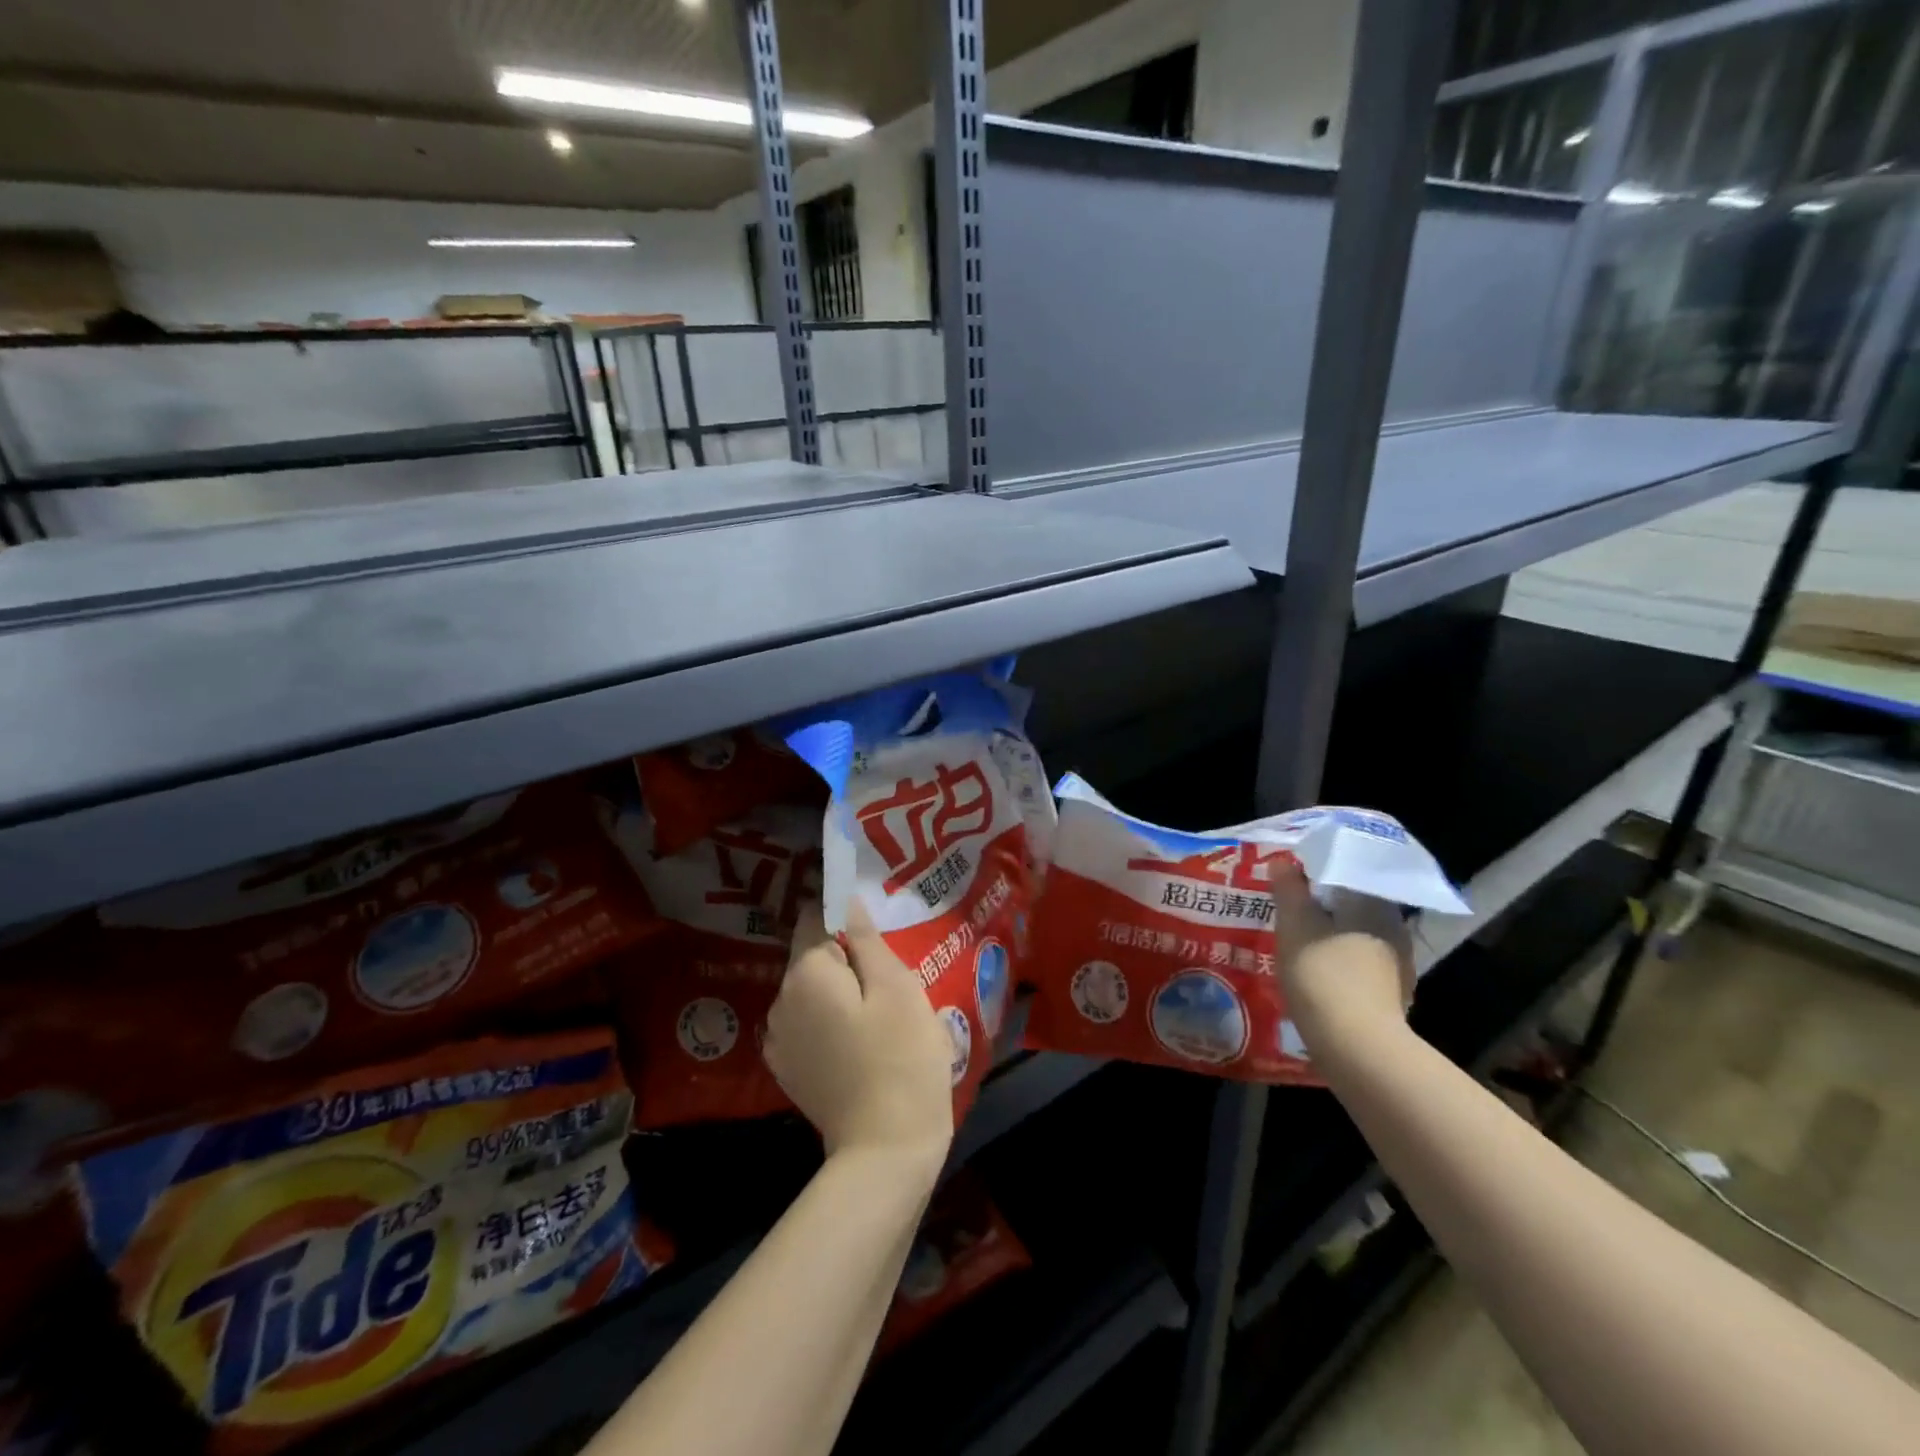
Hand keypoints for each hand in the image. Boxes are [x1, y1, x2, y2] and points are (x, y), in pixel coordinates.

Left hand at [765, 899, 954, 1172]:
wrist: (885, 1151)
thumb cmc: (901, 1057)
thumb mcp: (896, 988)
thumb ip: (867, 939)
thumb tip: (846, 899)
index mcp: (804, 974)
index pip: (814, 918)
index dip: (843, 913)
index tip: (875, 927)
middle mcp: (779, 1001)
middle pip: (812, 957)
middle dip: (846, 957)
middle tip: (890, 974)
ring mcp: (778, 1041)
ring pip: (811, 992)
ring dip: (839, 991)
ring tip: (880, 1009)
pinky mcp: (788, 1070)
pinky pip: (808, 1024)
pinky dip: (830, 1021)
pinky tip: (862, 1040)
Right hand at [1272, 870, 1416, 1057]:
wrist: (1358, 1050)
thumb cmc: (1324, 975)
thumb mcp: (1295, 925)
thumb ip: (1289, 890)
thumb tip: (1283, 861)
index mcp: (1376, 904)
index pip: (1346, 874)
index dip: (1315, 875)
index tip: (1289, 880)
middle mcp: (1394, 929)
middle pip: (1351, 906)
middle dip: (1321, 907)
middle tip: (1287, 909)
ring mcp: (1397, 966)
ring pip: (1354, 937)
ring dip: (1328, 936)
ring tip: (1295, 941)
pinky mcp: (1391, 996)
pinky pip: (1358, 966)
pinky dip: (1337, 963)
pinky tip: (1314, 973)